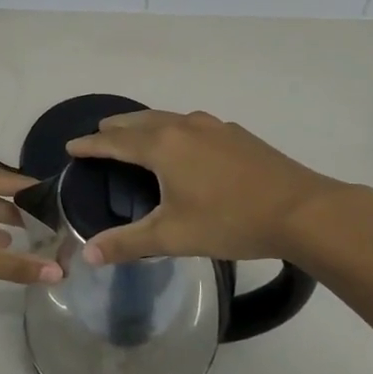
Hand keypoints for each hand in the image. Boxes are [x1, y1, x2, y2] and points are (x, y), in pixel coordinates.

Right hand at [65, 110, 348, 265]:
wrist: (301, 210)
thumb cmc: (230, 221)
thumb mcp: (173, 236)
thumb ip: (128, 244)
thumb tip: (87, 255)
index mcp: (163, 146)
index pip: (115, 142)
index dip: (90, 145)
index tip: (71, 146)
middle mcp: (184, 126)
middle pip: (140, 121)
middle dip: (116, 128)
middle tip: (99, 135)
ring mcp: (214, 127)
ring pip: (168, 118)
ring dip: (146, 124)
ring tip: (136, 135)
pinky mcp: (237, 134)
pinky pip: (192, 125)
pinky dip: (174, 129)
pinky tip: (186, 145)